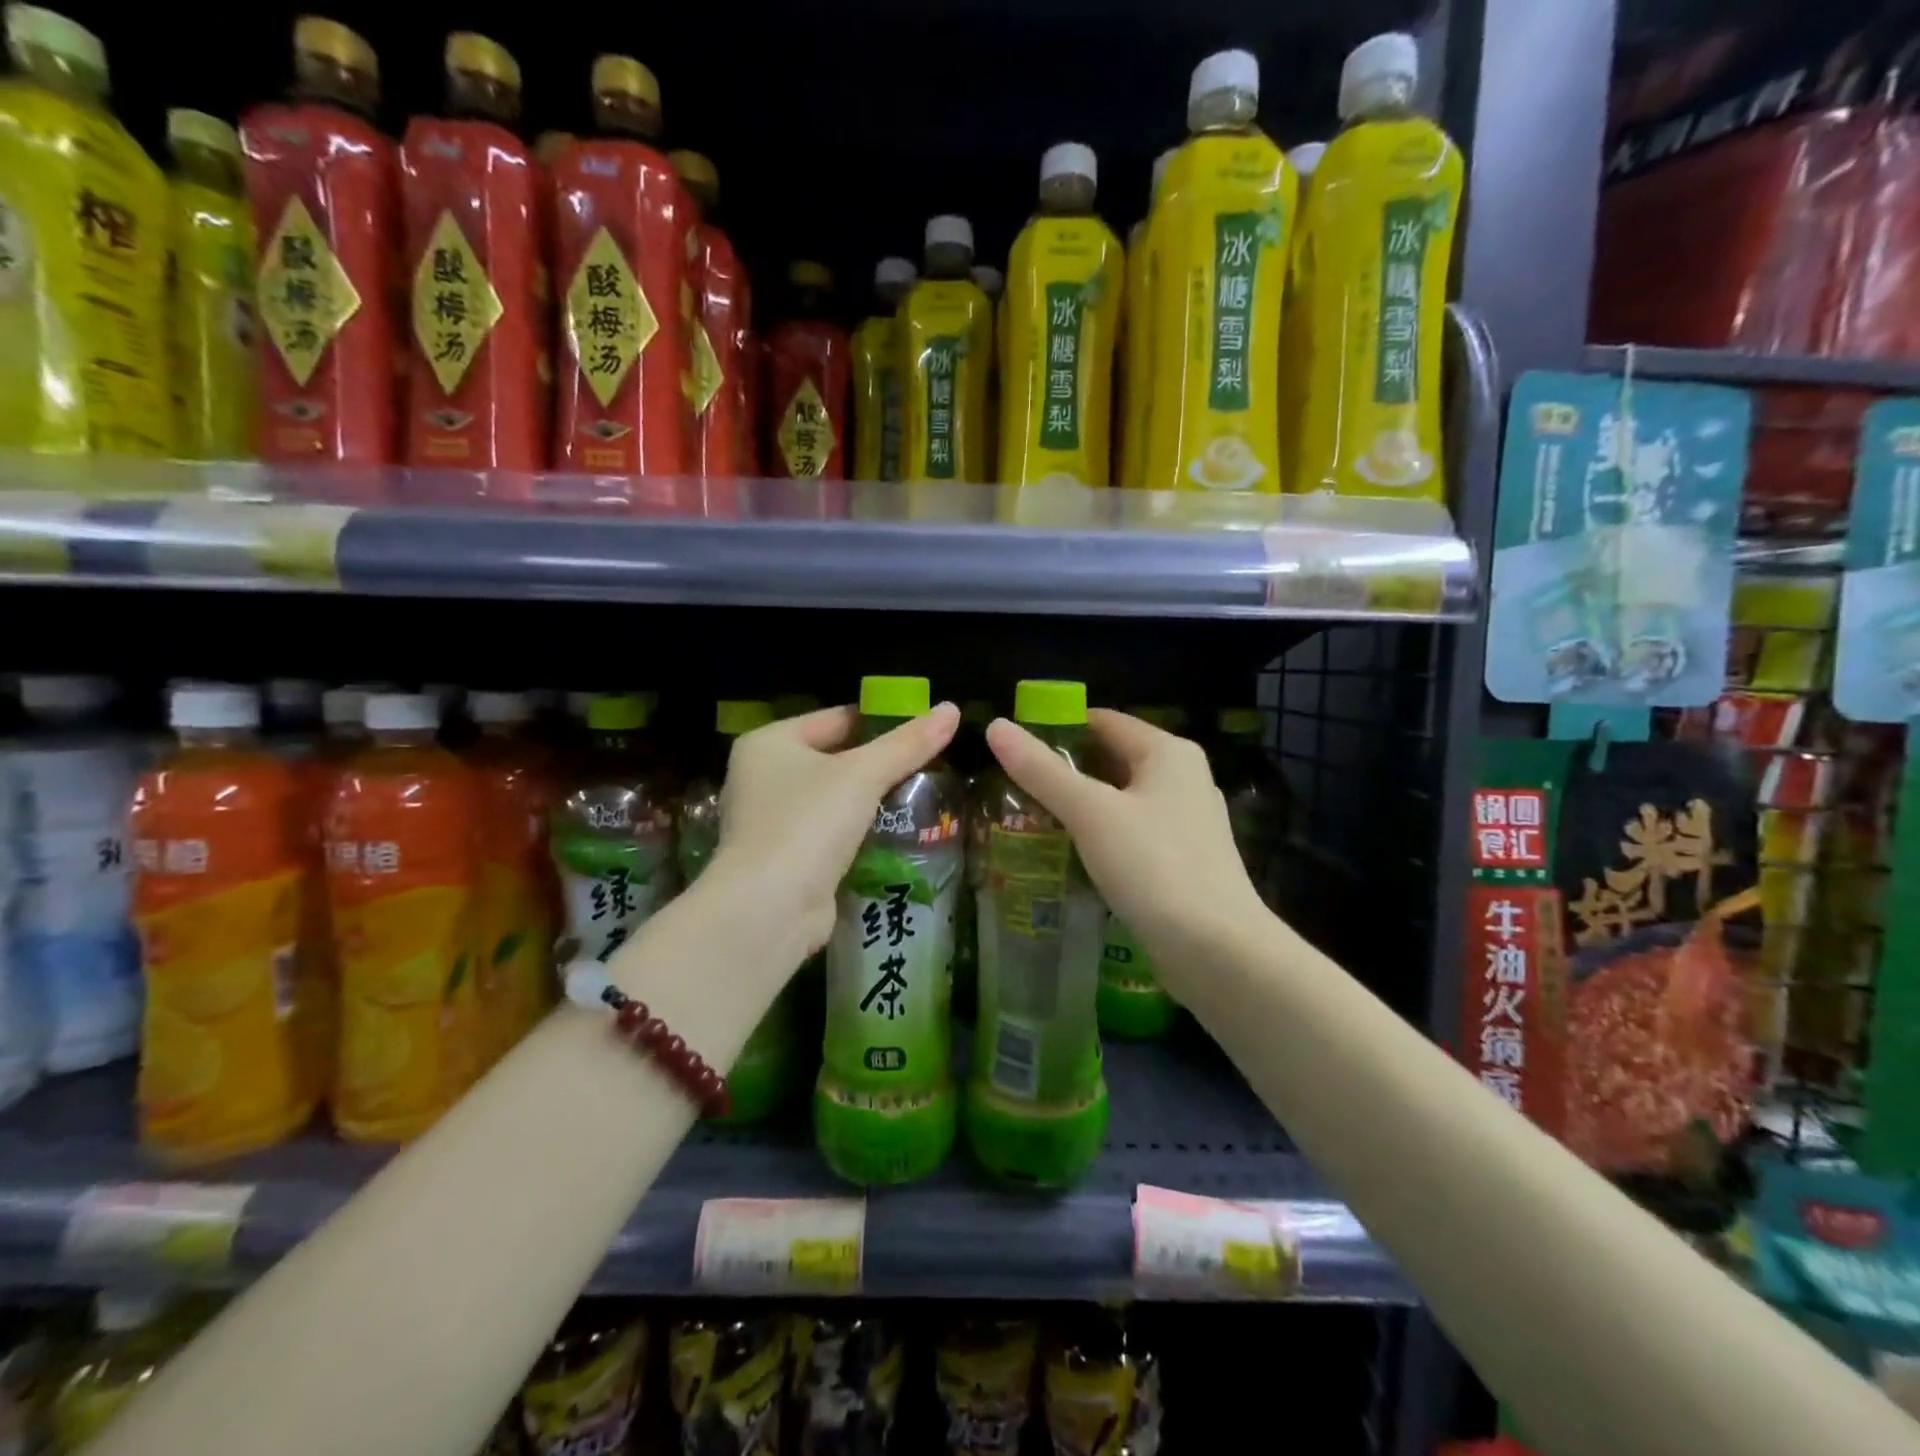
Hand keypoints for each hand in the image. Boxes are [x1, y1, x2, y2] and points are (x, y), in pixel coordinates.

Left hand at [712, 703, 960, 955]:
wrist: (770, 908)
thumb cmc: (809, 822)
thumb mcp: (864, 774)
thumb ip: (909, 743)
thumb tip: (952, 709)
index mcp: (768, 743)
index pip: (835, 719)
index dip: (881, 723)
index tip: (923, 731)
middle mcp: (761, 777)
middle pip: (834, 759)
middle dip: (878, 767)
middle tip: (930, 768)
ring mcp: (769, 822)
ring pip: (833, 801)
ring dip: (870, 804)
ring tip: (922, 799)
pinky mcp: (783, 860)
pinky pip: (829, 835)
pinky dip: (858, 835)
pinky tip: (896, 836)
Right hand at [984, 709, 1267, 992]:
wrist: (1217, 951)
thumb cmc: (1153, 866)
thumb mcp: (1090, 813)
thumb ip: (1041, 771)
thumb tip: (996, 726)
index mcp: (1167, 752)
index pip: (1103, 720)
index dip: (1056, 728)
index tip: (1014, 747)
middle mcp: (1183, 778)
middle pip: (1112, 759)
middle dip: (1065, 771)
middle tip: (1012, 787)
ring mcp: (1187, 821)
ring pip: (1121, 800)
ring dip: (1080, 807)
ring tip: (1030, 819)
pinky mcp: (1184, 860)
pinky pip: (1132, 833)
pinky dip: (1101, 836)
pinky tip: (1069, 856)